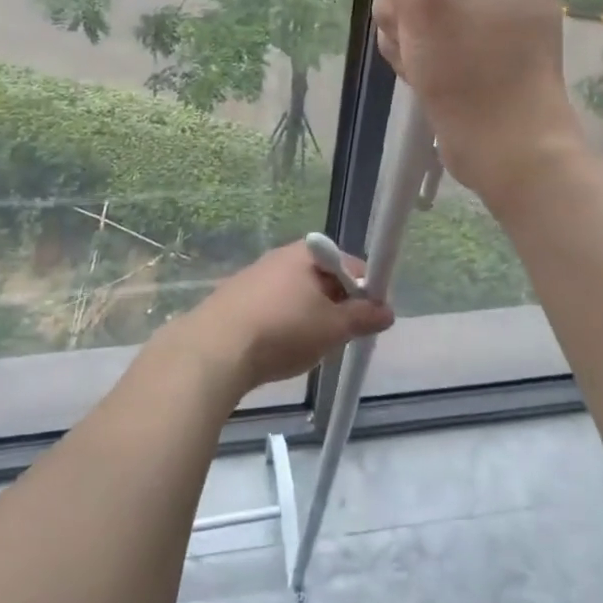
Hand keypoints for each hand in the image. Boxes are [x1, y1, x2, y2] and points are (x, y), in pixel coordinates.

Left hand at [176, 240, 392, 396]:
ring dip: (311, 317)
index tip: (370, 318)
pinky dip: (285, 324)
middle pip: (323, 277)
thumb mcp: (333, 327)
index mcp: (307, 253)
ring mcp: (255, 276)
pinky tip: (281, 349)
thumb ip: (363, 317)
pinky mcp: (235, 299)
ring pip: (297, 295)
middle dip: (338, 305)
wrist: (215, 350)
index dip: (366, 289)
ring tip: (312, 347)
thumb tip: (387, 311)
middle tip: (343, 336)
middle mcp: (280, 257)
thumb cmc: (283, 330)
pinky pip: (274, 307)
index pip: (350, 263)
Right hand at [360, 0, 586, 212]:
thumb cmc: (478, 73)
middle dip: (406, 0)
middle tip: (421, 33)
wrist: (507, 155)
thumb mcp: (431, 3)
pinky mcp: (467, 37)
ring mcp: (482, 6)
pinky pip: (418, 24)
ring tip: (426, 59)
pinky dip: (413, 47)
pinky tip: (424, 70)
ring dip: (405, 29)